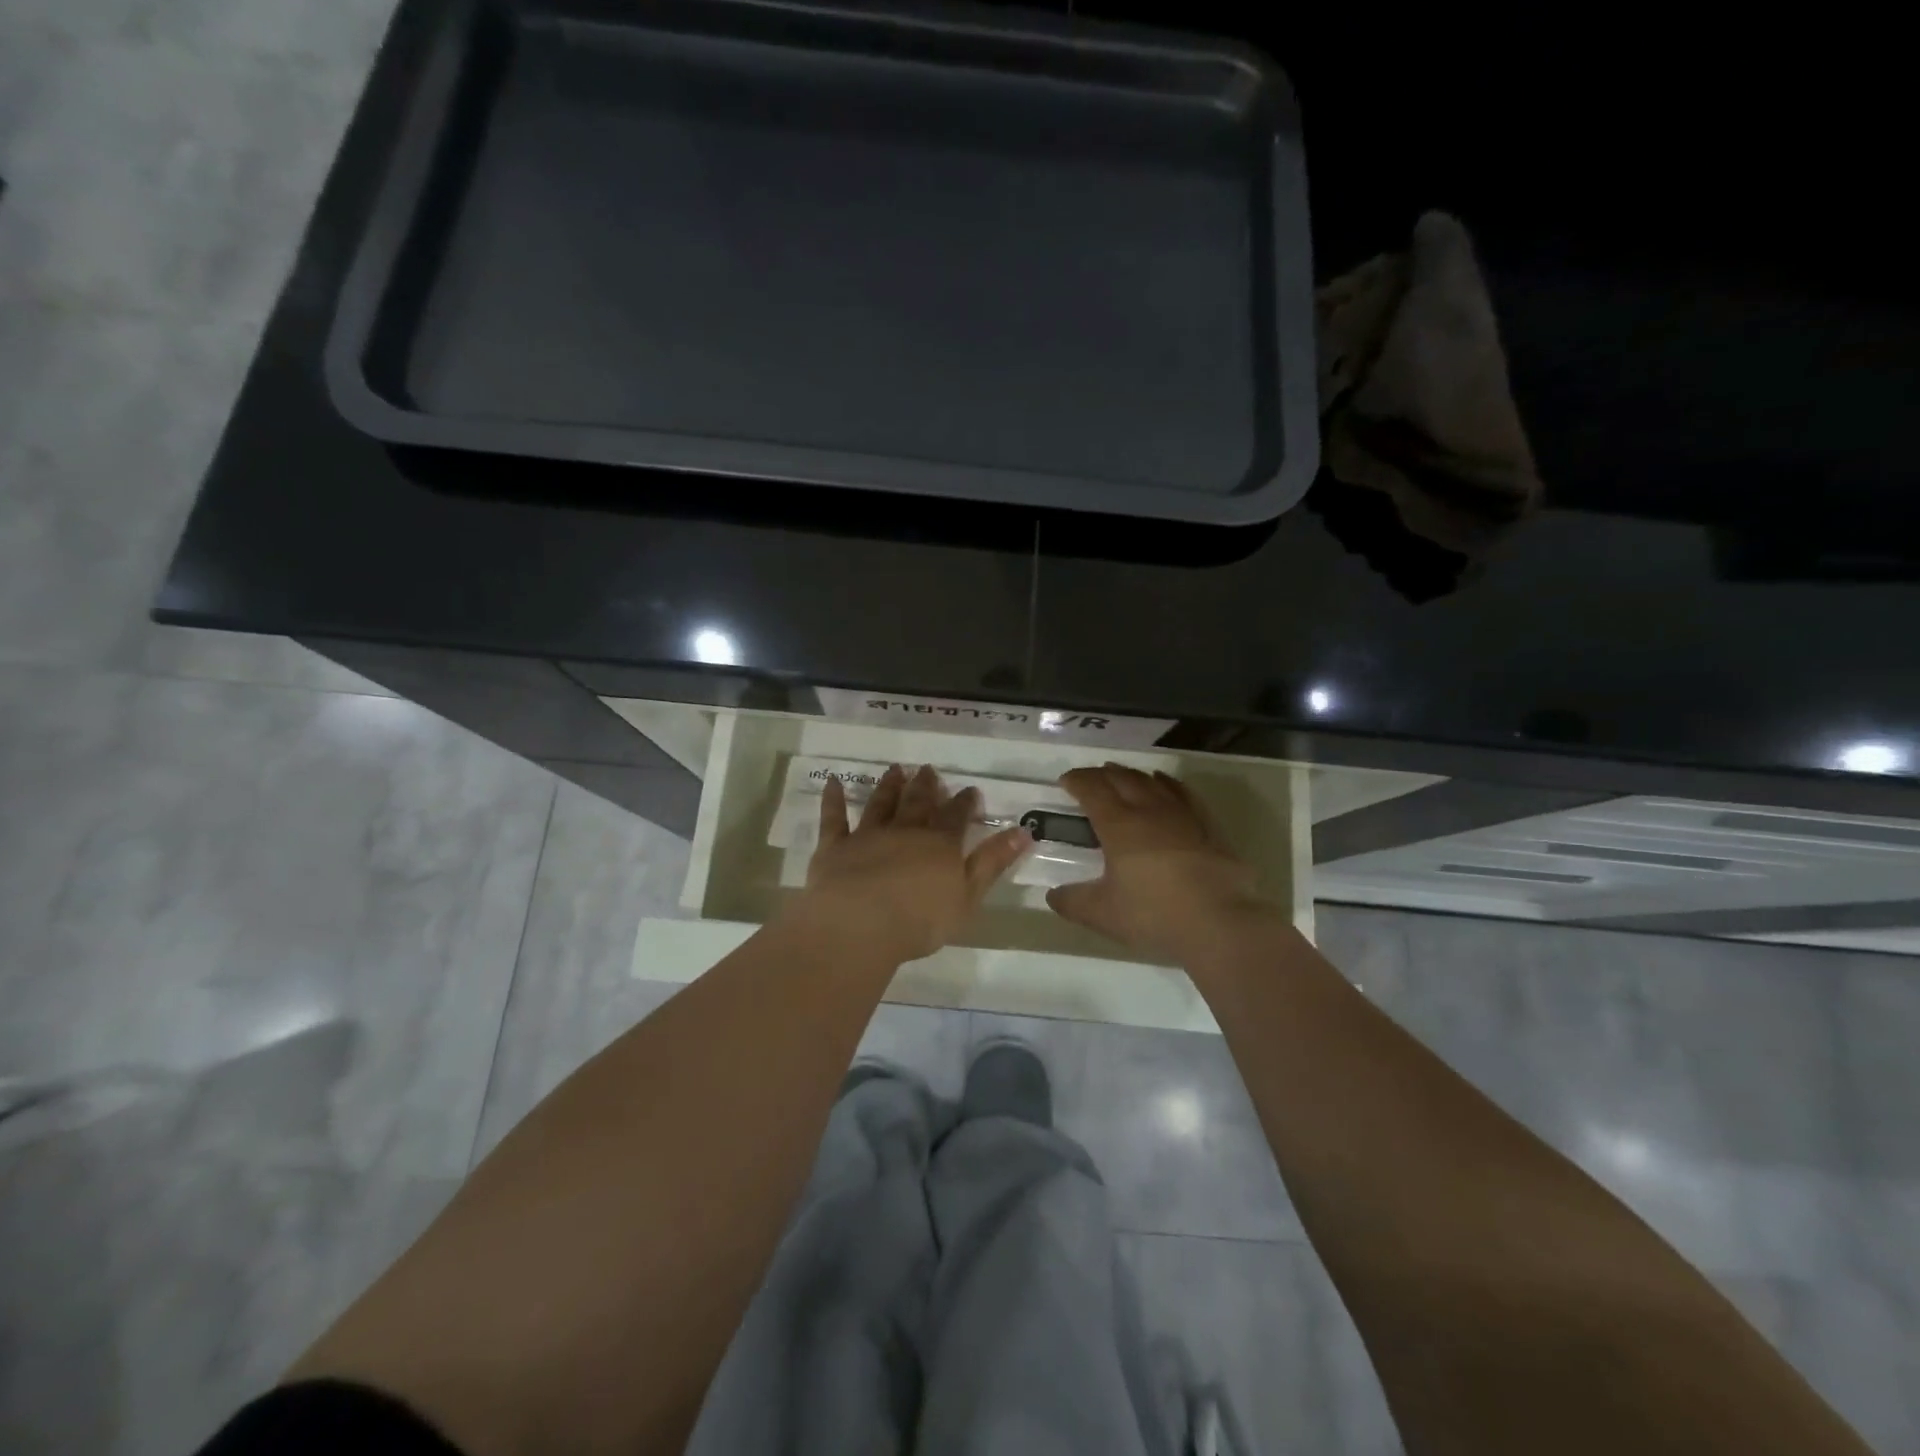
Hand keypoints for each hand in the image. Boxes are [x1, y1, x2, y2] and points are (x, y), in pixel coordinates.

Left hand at [799, 764, 1030, 964]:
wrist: (860, 923)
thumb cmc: (921, 919)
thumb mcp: (969, 895)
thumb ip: (993, 862)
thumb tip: (1024, 831)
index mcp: (939, 845)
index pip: (956, 817)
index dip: (965, 803)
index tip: (970, 789)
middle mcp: (905, 831)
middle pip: (918, 803)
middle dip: (926, 786)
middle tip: (929, 769)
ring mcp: (868, 836)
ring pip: (881, 804)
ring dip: (889, 786)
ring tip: (895, 769)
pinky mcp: (835, 847)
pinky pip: (834, 818)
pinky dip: (833, 799)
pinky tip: (833, 782)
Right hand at [1046, 763, 1273, 962]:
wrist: (1220, 922)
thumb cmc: (1154, 914)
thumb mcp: (1103, 914)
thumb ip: (1073, 902)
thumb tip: (1053, 895)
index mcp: (1118, 825)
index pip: (1092, 789)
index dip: (1076, 781)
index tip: (1065, 781)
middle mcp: (1148, 810)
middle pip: (1121, 778)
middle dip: (1101, 774)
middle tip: (1089, 778)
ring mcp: (1182, 815)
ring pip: (1152, 781)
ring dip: (1131, 774)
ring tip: (1120, 775)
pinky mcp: (1207, 825)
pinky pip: (1183, 792)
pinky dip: (1167, 783)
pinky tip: (1164, 783)